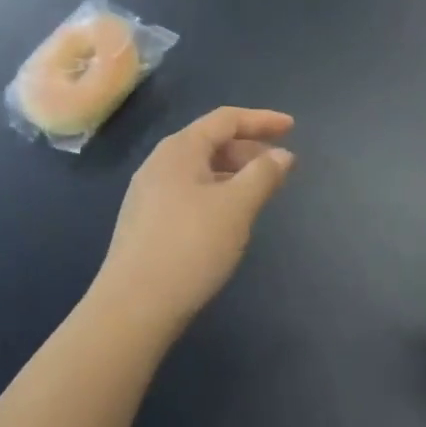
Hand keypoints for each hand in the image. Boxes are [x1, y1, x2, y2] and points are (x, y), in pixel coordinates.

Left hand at [94, 107, 295, 336]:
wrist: (133, 307)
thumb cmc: (190, 246)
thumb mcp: (236, 207)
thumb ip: (263, 175)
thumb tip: (282, 154)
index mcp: (180, 149)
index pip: (226, 119)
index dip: (261, 120)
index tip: (292, 127)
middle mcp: (159, 162)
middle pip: (211, 141)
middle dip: (248, 149)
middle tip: (279, 166)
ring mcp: (148, 193)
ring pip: (199, 169)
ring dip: (233, 172)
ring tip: (258, 192)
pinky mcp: (145, 221)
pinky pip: (188, 191)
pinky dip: (216, 192)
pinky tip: (227, 217)